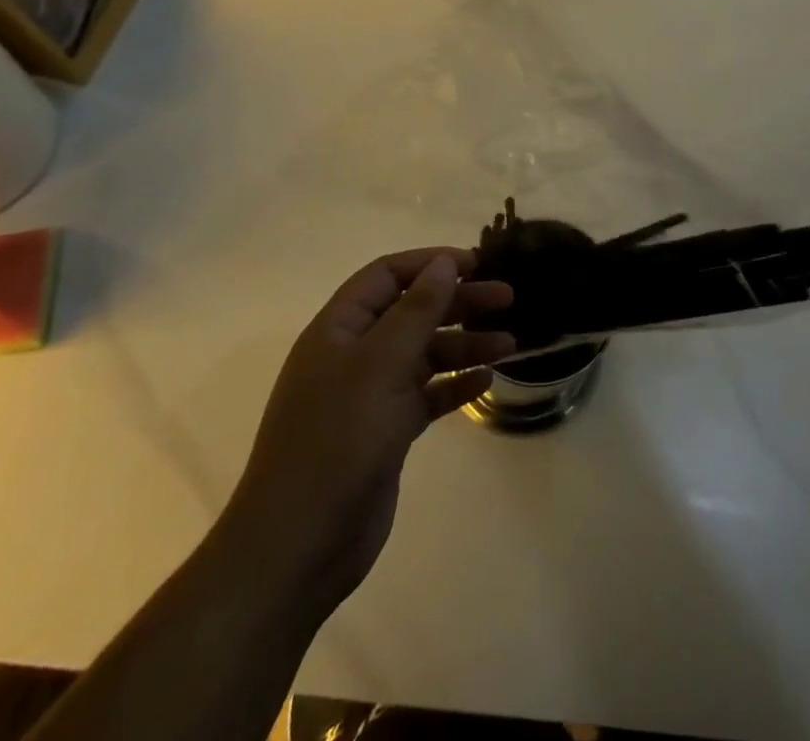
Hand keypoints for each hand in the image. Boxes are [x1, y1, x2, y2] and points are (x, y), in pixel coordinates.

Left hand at [222, 249, 513, 619]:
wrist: (299, 547)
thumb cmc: (337, 441)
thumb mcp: (380, 365)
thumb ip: (416, 310)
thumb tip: (443, 263)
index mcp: (338, 329)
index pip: (386, 275)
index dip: (430, 263)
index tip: (478, 264)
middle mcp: (353, 354)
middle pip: (412, 311)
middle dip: (458, 302)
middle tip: (508, 300)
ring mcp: (369, 395)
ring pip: (424, 353)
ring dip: (465, 344)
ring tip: (510, 345)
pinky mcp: (386, 431)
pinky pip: (427, 394)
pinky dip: (455, 384)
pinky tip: (486, 381)